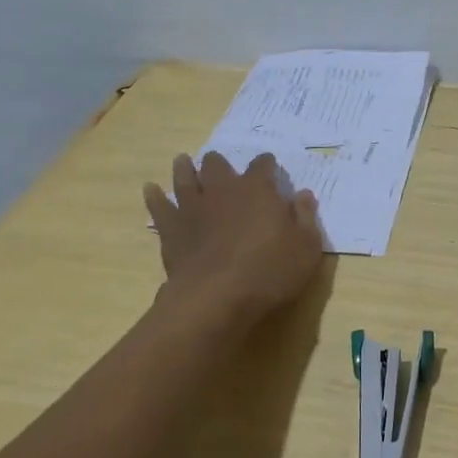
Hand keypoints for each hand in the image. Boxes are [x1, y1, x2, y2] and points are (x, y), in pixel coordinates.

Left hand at [143, 152, 322, 322]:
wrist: (218, 296)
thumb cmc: (270, 270)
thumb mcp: (307, 247)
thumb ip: (306, 217)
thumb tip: (304, 194)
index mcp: (258, 190)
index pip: (263, 166)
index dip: (267, 164)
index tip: (269, 165)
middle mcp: (223, 190)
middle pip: (218, 166)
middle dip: (220, 163)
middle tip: (220, 164)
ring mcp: (193, 208)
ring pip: (184, 178)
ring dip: (184, 169)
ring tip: (183, 161)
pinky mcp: (171, 229)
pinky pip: (159, 206)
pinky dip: (154, 196)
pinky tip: (151, 189)